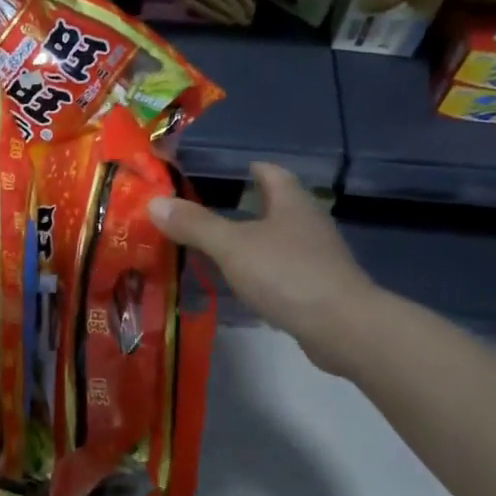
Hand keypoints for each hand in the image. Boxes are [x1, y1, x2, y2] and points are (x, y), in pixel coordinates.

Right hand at [149, 162, 383, 374]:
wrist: (341, 327)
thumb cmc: (286, 274)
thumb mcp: (232, 246)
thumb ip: (195, 224)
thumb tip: (154, 201)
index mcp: (291, 202)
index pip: (272, 173)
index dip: (252, 169)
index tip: (230, 171)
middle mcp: (309, 223)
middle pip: (278, 205)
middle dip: (250, 205)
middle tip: (213, 210)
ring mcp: (318, 256)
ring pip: (281, 238)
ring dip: (256, 239)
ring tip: (222, 247)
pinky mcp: (319, 287)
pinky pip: (286, 269)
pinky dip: (265, 270)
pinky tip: (246, 282)